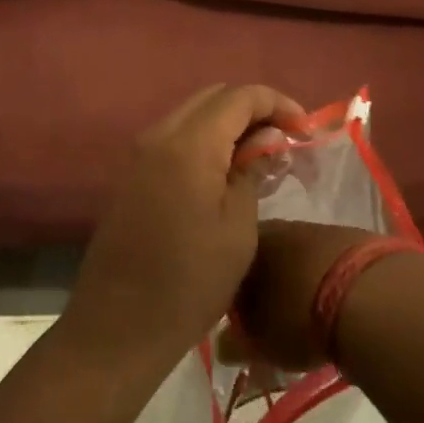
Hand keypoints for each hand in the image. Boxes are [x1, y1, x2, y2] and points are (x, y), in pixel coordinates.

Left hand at [65, 85, 305, 375]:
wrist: (118, 325)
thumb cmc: (190, 282)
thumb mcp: (238, 229)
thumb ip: (252, 171)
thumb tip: (266, 139)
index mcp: (189, 145)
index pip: (239, 96)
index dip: (277, 103)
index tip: (305, 129)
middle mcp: (159, 136)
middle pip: (212, 97)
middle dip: (253, 109)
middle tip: (284, 141)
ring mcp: (139, 155)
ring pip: (192, 115)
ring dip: (227, 125)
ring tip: (259, 157)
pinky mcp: (131, 175)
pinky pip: (174, 139)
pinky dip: (204, 141)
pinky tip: (224, 172)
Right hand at [231, 220, 379, 369]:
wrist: (369, 294)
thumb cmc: (300, 318)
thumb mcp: (261, 342)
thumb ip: (235, 343)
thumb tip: (222, 345)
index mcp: (250, 245)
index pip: (230, 264)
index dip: (232, 292)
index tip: (238, 317)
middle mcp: (280, 227)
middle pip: (265, 255)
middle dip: (266, 283)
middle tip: (271, 317)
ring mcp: (318, 228)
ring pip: (298, 253)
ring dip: (298, 277)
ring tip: (307, 310)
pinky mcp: (352, 236)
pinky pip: (329, 257)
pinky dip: (328, 275)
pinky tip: (336, 299)